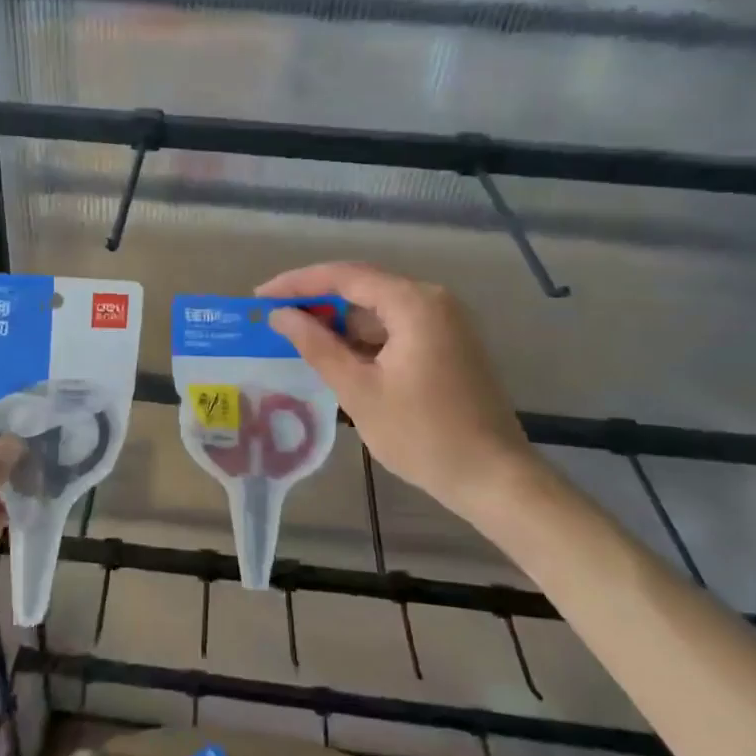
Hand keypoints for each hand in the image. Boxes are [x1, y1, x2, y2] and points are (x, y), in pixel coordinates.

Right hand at [258, 262, 540, 515]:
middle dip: (316, 300)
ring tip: (296, 335)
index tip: (260, 296)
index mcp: (414, 303)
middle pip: (363, 287)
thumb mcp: (360, 391)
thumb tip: (280, 316)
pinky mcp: (448, 344)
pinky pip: (395, 328)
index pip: (344, 277)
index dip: (298, 283)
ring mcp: (445, 322)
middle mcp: (433, 301)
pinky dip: (363, 338)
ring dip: (339, 321)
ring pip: (379, 309)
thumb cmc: (423, 435)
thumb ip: (317, 346)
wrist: (494, 478)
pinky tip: (336, 354)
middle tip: (274, 315)